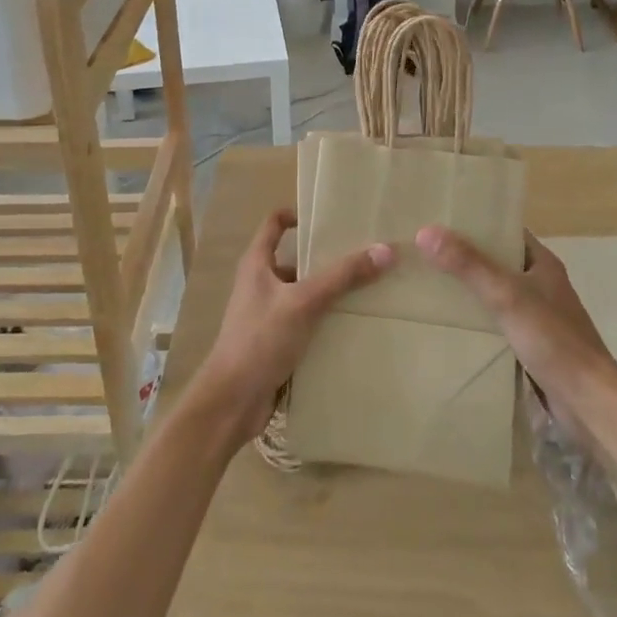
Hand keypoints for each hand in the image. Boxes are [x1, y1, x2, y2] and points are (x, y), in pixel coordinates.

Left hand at [188, 209, 394, 447]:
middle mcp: (259, 284)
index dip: (296, 215)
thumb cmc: (260, 339)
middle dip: (324, 259)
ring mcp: (266, 315)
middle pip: (294, 260)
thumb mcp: (304, 302)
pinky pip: (304, 323)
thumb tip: (385, 250)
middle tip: (361, 255)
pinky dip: (324, 322)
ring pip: (302, 294)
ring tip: (365, 291)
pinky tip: (351, 328)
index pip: (274, 224)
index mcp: (257, 264)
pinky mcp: (275, 343)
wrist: (232, 402)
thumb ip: (342, 276)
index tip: (328, 217)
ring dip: (327, 294)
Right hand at [414, 226, 616, 422]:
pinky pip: (498, 322)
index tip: (441, 219)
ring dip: (470, 290)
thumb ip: (468, 264)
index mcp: (542, 262)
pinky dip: (478, 319)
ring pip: (496, 293)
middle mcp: (541, 283)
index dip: (476, 223)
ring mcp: (538, 315)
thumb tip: (425, 231)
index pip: (505, 230)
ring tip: (429, 283)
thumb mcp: (506, 295)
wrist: (588, 400)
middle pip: (498, 261)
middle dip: (466, 257)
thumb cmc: (553, 338)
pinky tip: (451, 323)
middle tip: (426, 251)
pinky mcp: (532, 344)